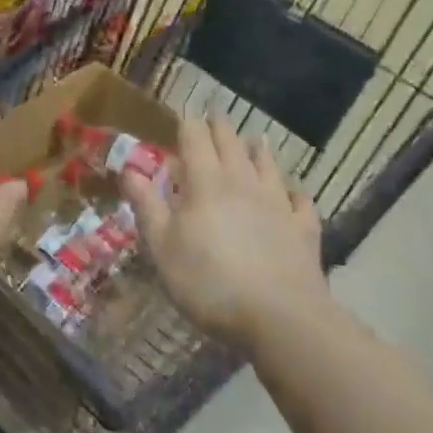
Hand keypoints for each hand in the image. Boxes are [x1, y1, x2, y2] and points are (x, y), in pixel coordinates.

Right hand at [121, 115, 329, 351]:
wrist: (280, 318)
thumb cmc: (209, 282)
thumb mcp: (162, 246)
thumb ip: (147, 204)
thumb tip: (129, 168)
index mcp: (205, 183)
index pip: (195, 139)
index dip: (188, 124)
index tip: (184, 114)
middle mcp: (242, 183)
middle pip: (231, 145)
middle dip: (220, 128)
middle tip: (215, 117)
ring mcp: (277, 204)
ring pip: (267, 166)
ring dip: (258, 150)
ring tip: (256, 139)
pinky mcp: (303, 230)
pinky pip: (300, 201)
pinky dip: (295, 191)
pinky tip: (294, 191)